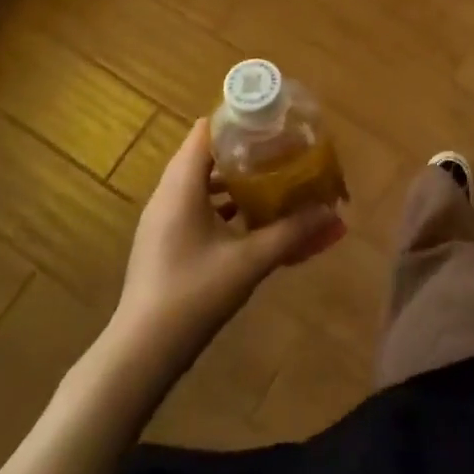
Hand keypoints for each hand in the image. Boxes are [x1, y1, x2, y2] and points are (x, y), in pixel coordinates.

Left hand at [113, 118, 344, 354]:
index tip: (273, 122)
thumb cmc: (194, 295)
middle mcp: (167, 194)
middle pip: (205, 154)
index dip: (238, 120)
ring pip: (200, 182)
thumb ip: (292, 233)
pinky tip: (250, 220)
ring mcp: (161, 219)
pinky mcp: (163, 241)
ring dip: (234, 179)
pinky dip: (222, 203)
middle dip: (244, 150)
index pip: (206, 131)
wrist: (141, 353)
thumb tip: (332, 213)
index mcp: (181, 186)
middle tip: (281, 151)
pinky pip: (194, 205)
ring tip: (272, 180)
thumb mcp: (250, 262)